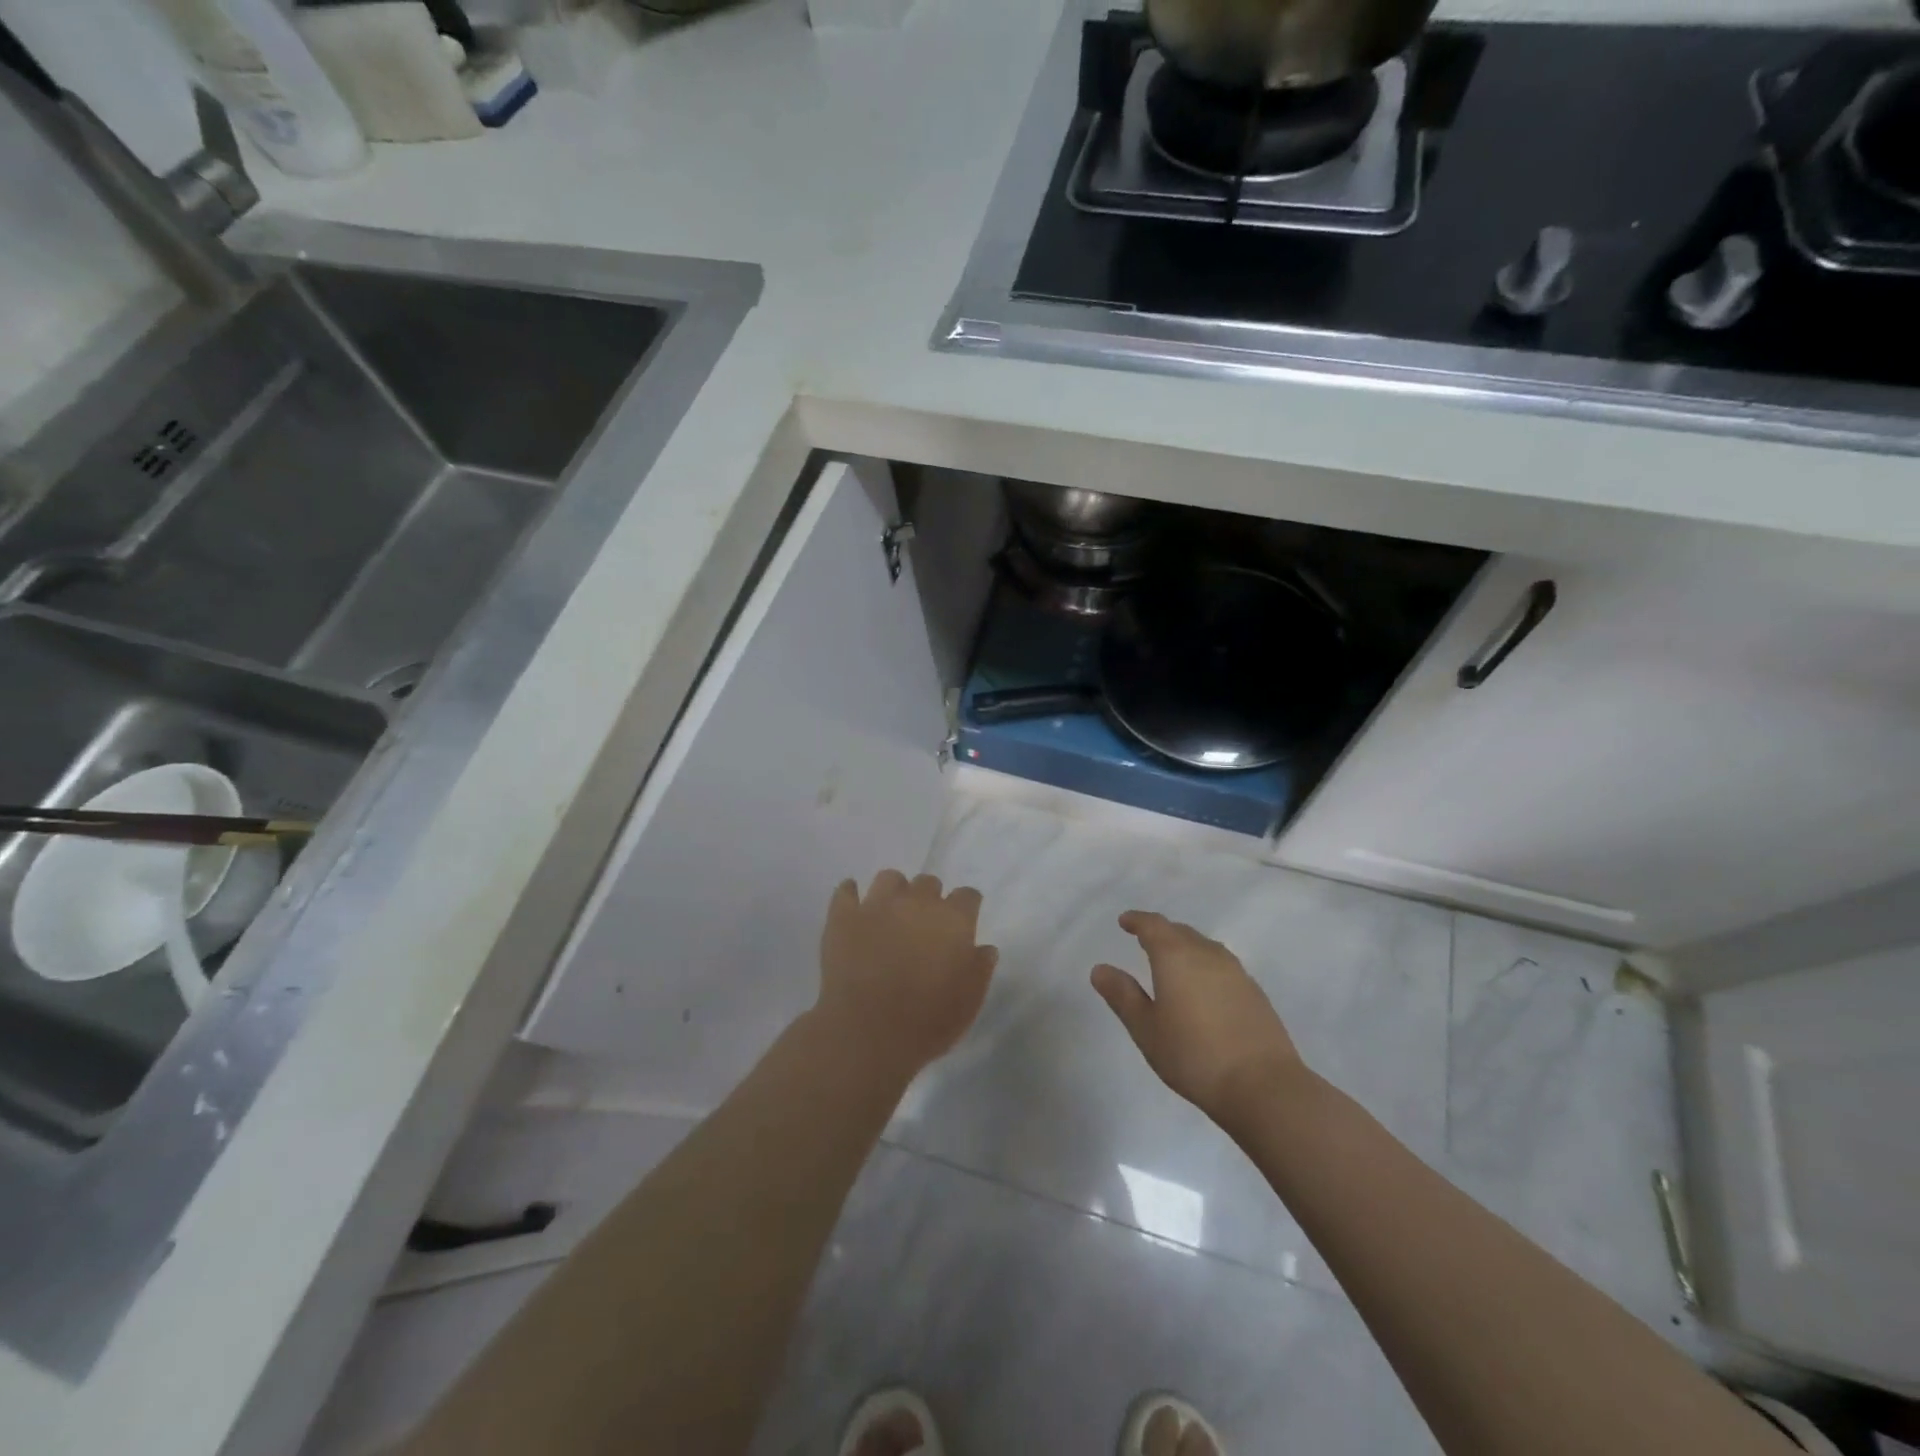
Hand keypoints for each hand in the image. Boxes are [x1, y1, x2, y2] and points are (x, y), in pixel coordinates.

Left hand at [816, 870, 997, 1077]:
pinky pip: (845, 891)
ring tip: (890, 915)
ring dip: (894, 892)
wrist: (868, 1033)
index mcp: (953, 920)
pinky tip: (853, 907)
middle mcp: (917, 902)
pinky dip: (850, 895)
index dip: (966, 908)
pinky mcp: (843, 916)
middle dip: (929, 899)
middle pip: (929, 882)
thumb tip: (984, 948)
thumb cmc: (928, 1021)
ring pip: (889, 878)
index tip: (962, 924)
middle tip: (924, 926)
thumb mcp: (970, 1000)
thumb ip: (980, 968)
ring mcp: (877, 905)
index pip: (967, 896)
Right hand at [1091, 910, 1305, 1124]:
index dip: (1137, 920)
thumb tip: (1100, 969)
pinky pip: (1222, 965)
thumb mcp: (1146, 1029)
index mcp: (1176, 956)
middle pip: (1180, 931)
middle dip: (1161, 932)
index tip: (1124, 921)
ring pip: (1204, 946)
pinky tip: (1203, 988)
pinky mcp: (1254, 992)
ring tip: (1173, 962)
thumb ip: (1122, 995)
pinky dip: (1205, 965)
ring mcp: (1236, 972)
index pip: (1153, 925)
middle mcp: (1207, 954)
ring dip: (1185, 947)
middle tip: (1145, 940)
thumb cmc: (1193, 1055)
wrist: (1263, 1086)